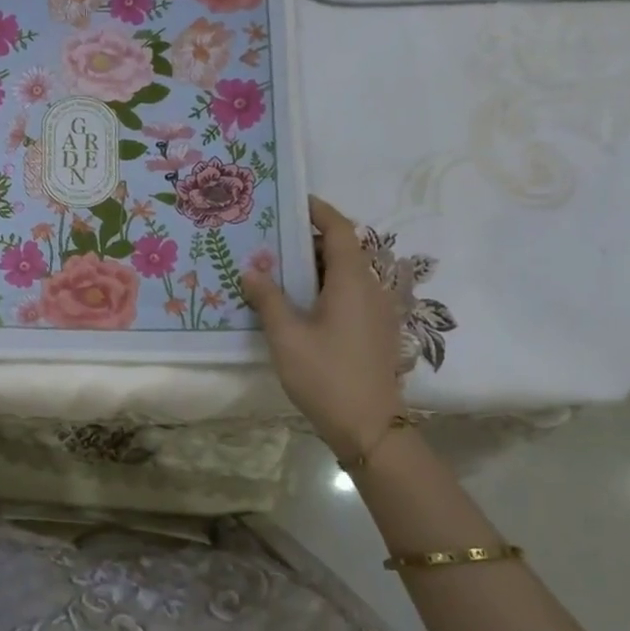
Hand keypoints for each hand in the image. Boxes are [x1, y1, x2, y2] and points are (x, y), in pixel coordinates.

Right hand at [242, 195, 405, 464]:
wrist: (370, 428)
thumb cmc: (326, 375)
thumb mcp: (286, 336)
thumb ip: (267, 298)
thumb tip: (251, 270)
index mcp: (352, 281)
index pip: (340, 229)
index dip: (319, 211)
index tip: (292, 202)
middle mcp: (371, 288)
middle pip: (343, 250)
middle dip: (309, 240)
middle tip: (271, 239)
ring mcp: (378, 311)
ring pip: (347, 274)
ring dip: (316, 266)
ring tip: (278, 270)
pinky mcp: (376, 331)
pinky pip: (351, 294)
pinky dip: (326, 287)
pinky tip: (300, 304)